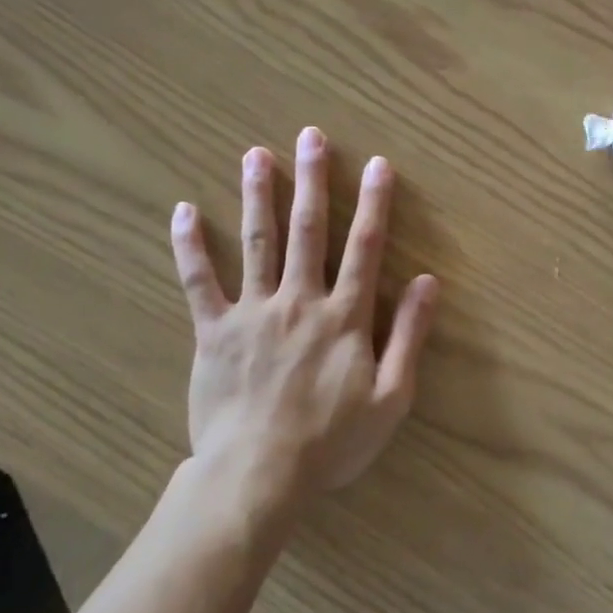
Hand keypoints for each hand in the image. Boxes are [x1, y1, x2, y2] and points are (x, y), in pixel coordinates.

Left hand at [169, 127, 437, 520]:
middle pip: (308, 231)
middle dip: (312, 181)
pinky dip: (190, 246)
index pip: (365, 248)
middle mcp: (300, 300)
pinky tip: (184, 211)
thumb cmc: (332, 441)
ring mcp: (253, 312)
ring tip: (256, 154)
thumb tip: (428, 282)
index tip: (379, 164)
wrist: (258, 476)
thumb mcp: (391, 397)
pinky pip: (199, 281)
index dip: (374, 204)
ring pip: (256, 243)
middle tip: (311, 137)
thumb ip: (410, 336)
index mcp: (345, 316)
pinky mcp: (213, 331)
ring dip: (258, 195)